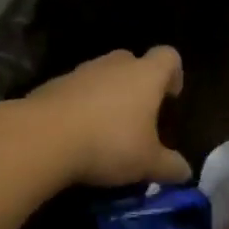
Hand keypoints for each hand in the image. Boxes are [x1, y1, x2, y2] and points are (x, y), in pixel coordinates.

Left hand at [20, 47, 191, 187]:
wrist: (43, 138)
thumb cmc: (109, 143)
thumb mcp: (148, 163)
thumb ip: (170, 166)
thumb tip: (185, 172)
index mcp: (145, 75)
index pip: (168, 56)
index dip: (174, 74)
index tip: (171, 97)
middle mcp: (113, 65)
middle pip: (132, 62)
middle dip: (137, 84)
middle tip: (139, 116)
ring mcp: (80, 72)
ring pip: (101, 76)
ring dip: (107, 95)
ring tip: (106, 130)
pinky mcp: (51, 86)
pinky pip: (75, 91)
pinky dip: (80, 106)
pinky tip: (77, 135)